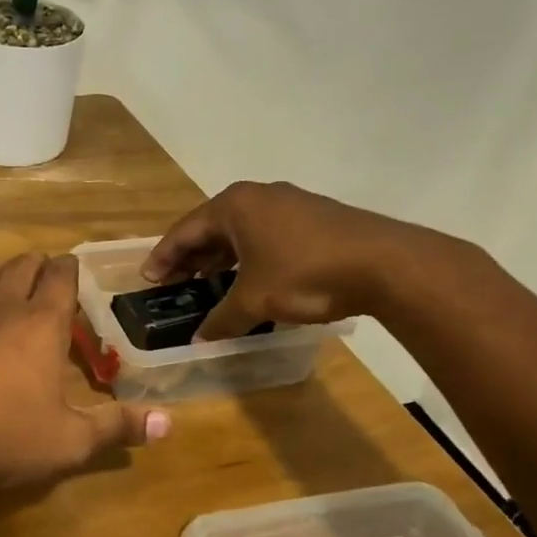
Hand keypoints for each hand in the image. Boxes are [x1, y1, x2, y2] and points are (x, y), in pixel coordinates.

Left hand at [0, 254, 169, 493]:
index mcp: (41, 325)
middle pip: (20, 267)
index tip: (75, 268)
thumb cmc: (4, 439)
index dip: (69, 268)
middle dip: (37, 264)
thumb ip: (117, 428)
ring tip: (8, 276)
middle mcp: (1, 310)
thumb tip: (169, 423)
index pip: (60, 277)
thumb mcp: (70, 442)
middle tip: (46, 273)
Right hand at [144, 181, 447, 339]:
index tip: (148, 279)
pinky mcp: (316, 218)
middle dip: (191, 258)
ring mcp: (290, 204)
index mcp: (234, 206)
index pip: (184, 231)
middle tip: (174, 285)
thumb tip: (200, 340)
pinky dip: (250, 258)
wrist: (388, 265)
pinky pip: (267, 236)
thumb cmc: (306, 274)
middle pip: (211, 228)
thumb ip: (222, 319)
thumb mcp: (255, 300)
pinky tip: (251, 281)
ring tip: (207, 285)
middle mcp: (259, 196)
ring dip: (221, 259)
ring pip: (242, 232)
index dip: (163, 258)